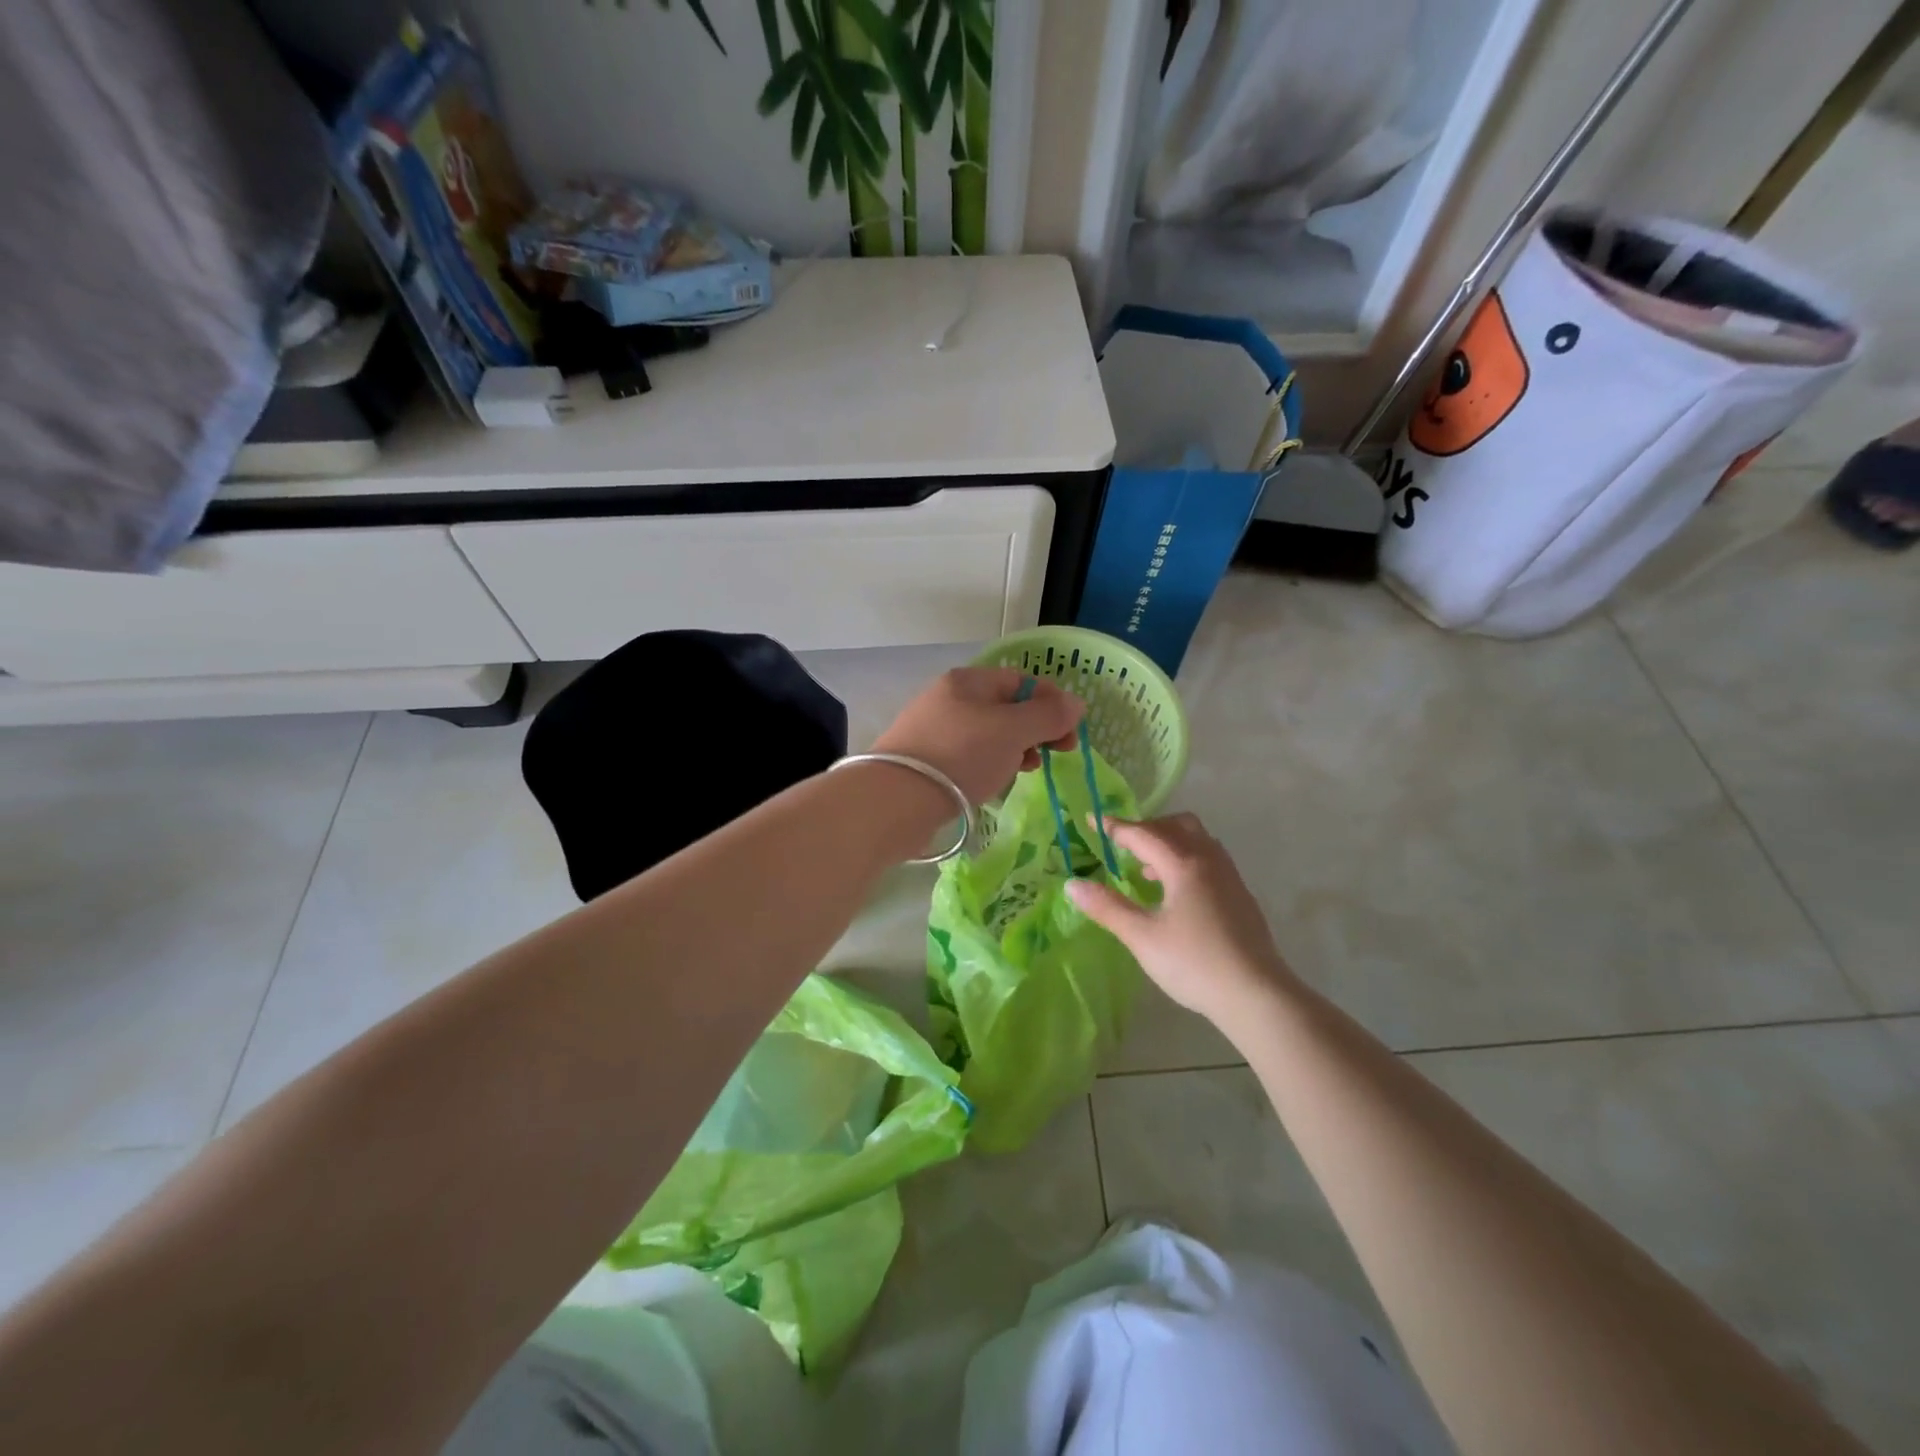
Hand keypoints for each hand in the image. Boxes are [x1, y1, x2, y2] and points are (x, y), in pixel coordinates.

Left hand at [872, 667, 1083, 806]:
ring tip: (1025, 770)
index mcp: (968, 680)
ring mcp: (933, 729)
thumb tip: (1076, 703)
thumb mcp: (1013, 731)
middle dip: (1035, 728)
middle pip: (1005, 707)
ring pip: (988, 734)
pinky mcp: (925, 760)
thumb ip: (1048, 716)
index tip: (1070, 732)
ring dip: (1014, 749)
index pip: (1021, 680)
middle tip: (1055, 754)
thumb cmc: (961, 755)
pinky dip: (989, 764)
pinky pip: (969, 755)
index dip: (1051, 702)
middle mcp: (948, 698)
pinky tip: (995, 782)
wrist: (897, 799)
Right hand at [1065, 813, 1296, 1025]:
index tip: (1093, 821)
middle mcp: (1209, 861)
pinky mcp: (1241, 895)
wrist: (1256, 994)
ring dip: (1170, 842)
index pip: (1143, 834)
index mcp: (1183, 865)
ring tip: (1147, 869)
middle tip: (1123, 845)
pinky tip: (1176, 892)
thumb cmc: (1194, 964)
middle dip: (1147, 828)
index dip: (1115, 827)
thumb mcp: (1142, 937)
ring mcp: (1230, 877)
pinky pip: (1210, 858)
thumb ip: (1108, 908)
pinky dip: (1187, 858)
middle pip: (1177, 826)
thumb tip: (1073, 885)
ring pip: (1198, 840)